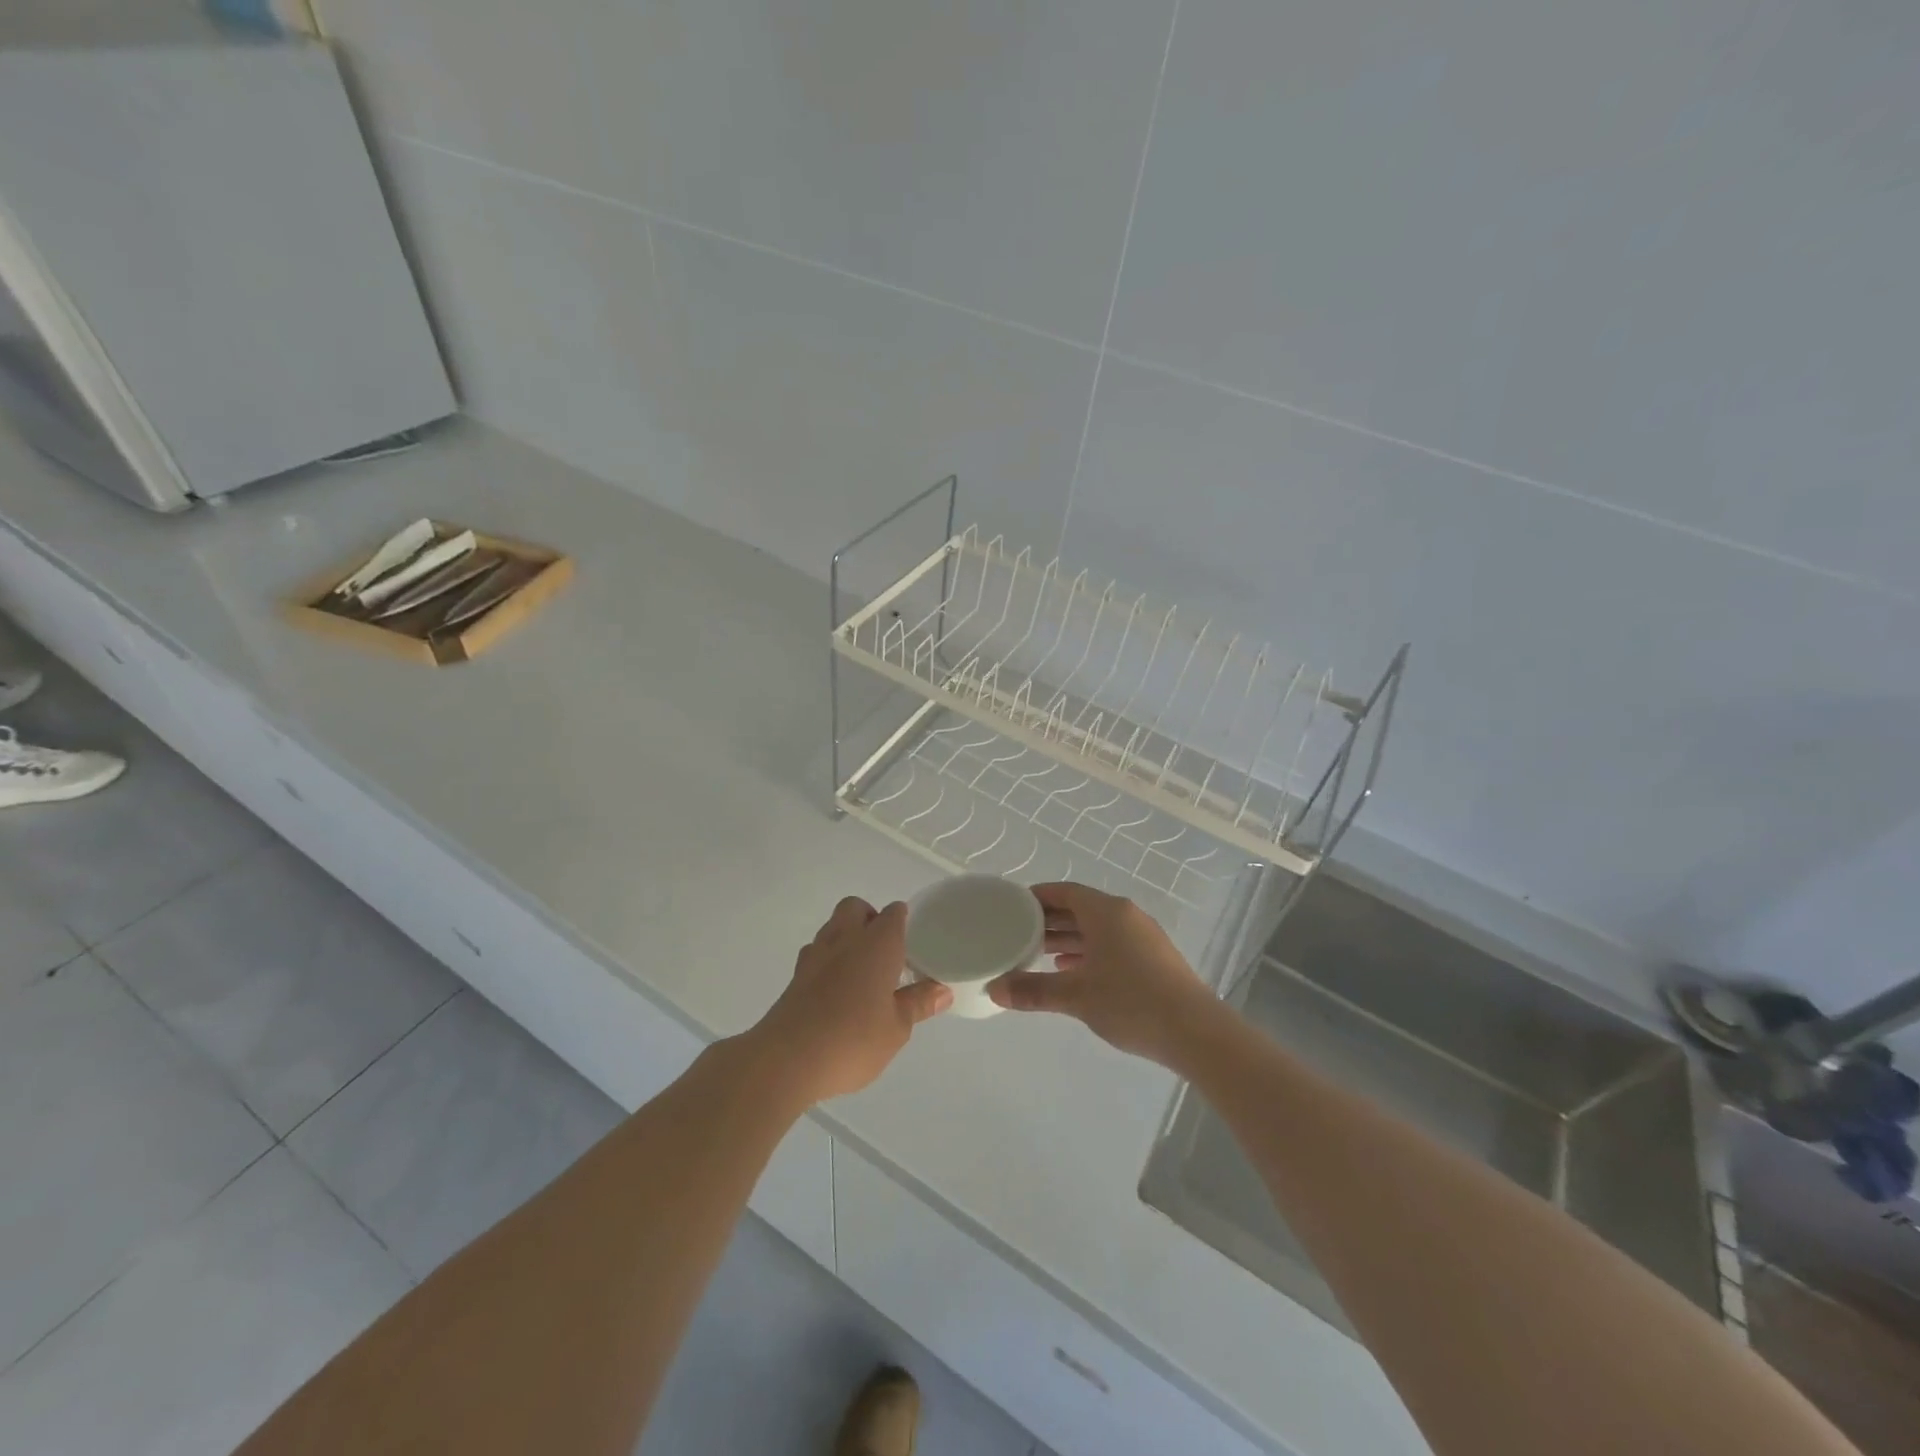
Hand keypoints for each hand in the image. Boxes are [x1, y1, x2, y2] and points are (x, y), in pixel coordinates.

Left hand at [746, 897, 950, 1105]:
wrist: (787, 1059)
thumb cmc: (853, 1039)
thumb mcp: (897, 1028)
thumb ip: (918, 1004)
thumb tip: (942, 990)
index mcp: (877, 944)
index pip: (894, 914)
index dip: (903, 921)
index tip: (912, 941)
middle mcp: (845, 939)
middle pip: (856, 908)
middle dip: (870, 918)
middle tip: (884, 951)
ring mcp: (815, 955)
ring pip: (832, 927)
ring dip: (846, 937)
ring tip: (860, 970)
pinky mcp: (795, 976)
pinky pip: (815, 953)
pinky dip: (827, 960)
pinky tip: (835, 989)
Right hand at [987, 883, 1221, 1067]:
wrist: (1195, 1032)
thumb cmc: (1131, 1002)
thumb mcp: (1076, 996)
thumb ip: (1034, 990)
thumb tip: (994, 989)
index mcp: (1106, 912)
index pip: (1065, 891)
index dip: (1038, 896)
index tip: (1013, 907)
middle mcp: (1125, 916)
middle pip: (1080, 909)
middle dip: (1050, 920)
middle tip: (1018, 933)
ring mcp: (1143, 937)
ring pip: (1097, 929)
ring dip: (1069, 939)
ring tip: (1038, 954)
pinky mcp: (1153, 959)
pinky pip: (1112, 945)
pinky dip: (1089, 953)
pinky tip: (1072, 972)